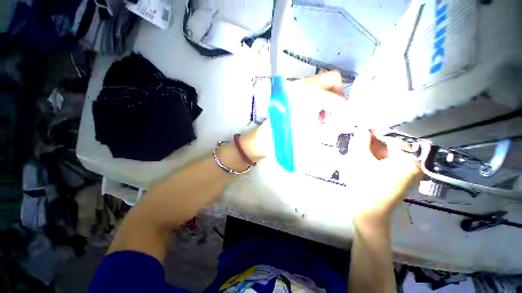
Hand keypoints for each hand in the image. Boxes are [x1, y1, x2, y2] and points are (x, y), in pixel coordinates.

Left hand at [241, 71, 346, 161]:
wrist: (266, 138)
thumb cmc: (287, 138)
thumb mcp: (313, 135)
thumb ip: (333, 127)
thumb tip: (347, 123)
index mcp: (310, 95)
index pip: (337, 99)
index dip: (346, 111)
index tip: (349, 120)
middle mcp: (303, 85)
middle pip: (332, 80)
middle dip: (339, 95)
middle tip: (336, 113)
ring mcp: (296, 87)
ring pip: (321, 83)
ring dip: (328, 97)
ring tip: (322, 116)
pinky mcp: (291, 92)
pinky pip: (311, 88)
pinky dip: (318, 97)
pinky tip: (313, 113)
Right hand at [347, 131, 421, 228]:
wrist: (367, 214)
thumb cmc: (365, 185)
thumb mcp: (361, 160)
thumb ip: (362, 142)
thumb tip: (362, 128)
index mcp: (408, 161)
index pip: (392, 139)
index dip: (375, 134)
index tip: (361, 131)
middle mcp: (411, 166)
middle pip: (391, 147)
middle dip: (372, 143)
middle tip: (357, 140)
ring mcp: (405, 174)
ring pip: (387, 156)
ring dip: (371, 151)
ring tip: (357, 149)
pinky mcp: (397, 179)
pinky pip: (386, 163)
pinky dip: (374, 159)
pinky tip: (363, 158)